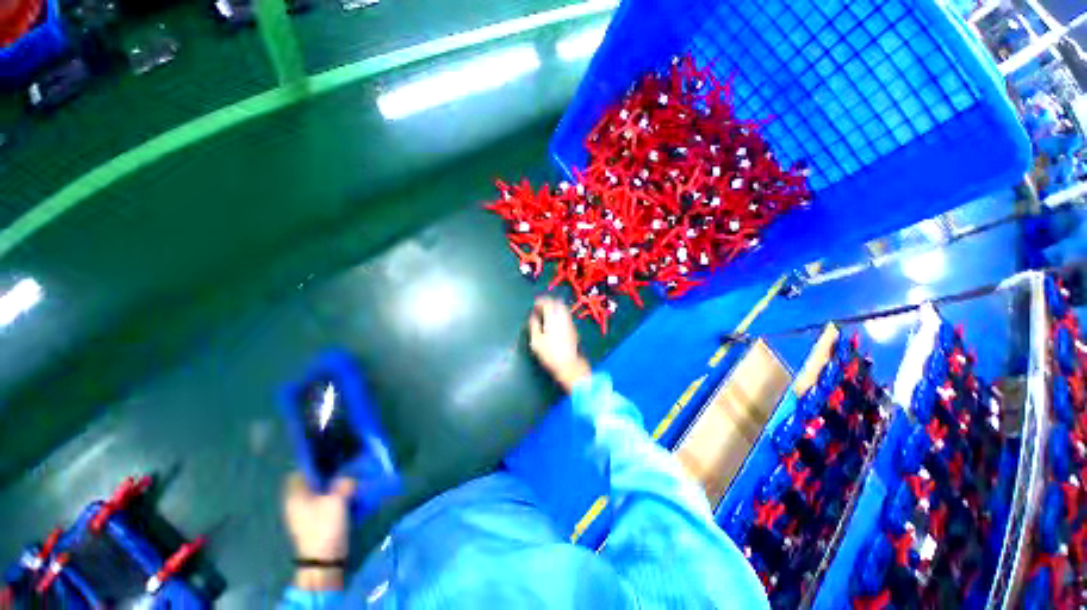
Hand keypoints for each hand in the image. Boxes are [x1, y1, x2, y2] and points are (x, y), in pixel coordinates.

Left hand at [283, 473, 354, 590]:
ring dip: (332, 485)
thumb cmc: (324, 526)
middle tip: (344, 464)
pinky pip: (323, 501)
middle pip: (310, 481)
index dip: (313, 462)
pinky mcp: (314, 521)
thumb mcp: (337, 500)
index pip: (299, 472)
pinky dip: (333, 495)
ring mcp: (304, 513)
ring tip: (349, 477)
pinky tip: (347, 493)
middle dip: (326, 473)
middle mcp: (296, 502)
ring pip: (318, 491)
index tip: (331, 456)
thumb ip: (343, 483)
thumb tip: (348, 477)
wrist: (324, 559)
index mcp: (295, 495)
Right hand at [528, 297, 591, 391]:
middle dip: (549, 302)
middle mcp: (563, 317)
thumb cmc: (549, 353)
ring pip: (563, 308)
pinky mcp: (573, 329)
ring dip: (555, 307)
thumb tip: (533, 316)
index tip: (535, 304)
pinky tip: (554, 321)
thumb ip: (533, 325)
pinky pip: (566, 315)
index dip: (540, 301)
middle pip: (557, 302)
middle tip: (541, 306)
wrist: (569, 364)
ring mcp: (570, 322)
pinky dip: (559, 313)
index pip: (547, 302)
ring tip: (547, 313)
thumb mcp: (535, 340)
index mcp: (553, 317)